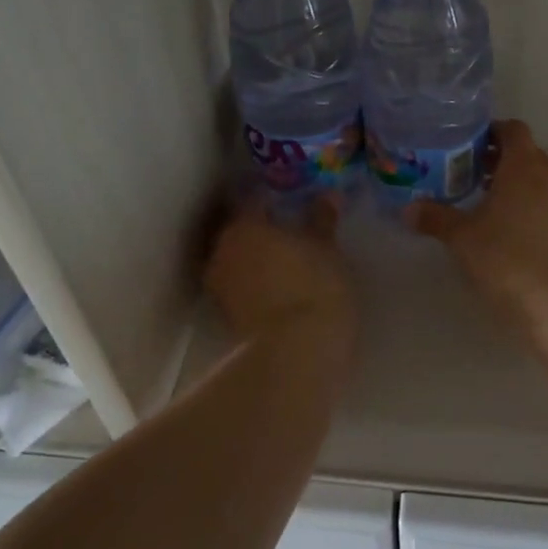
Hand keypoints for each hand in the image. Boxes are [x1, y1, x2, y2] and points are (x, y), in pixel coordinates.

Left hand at [206, 195, 355, 346]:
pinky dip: (256, 283)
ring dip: (257, 258)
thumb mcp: (327, 248)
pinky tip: (280, 286)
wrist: (295, 353)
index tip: (292, 200)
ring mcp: (219, 286)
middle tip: (290, 230)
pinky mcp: (225, 316)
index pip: (254, 199)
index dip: (273, 198)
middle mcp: (221, 250)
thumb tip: (328, 195)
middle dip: (262, 230)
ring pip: (239, 260)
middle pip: (241, 230)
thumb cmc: (313, 286)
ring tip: (286, 261)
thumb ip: (322, 219)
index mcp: (243, 225)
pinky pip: (241, 286)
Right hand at [407, 120, 547, 313]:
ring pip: (543, 180)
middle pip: (527, 154)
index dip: (492, 133)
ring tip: (493, 206)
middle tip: (472, 177)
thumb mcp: (460, 236)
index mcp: (524, 165)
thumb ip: (434, 217)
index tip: (470, 147)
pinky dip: (537, 207)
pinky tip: (518, 233)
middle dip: (501, 161)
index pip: (513, 129)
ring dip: (520, 185)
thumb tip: (409, 210)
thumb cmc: (502, 256)